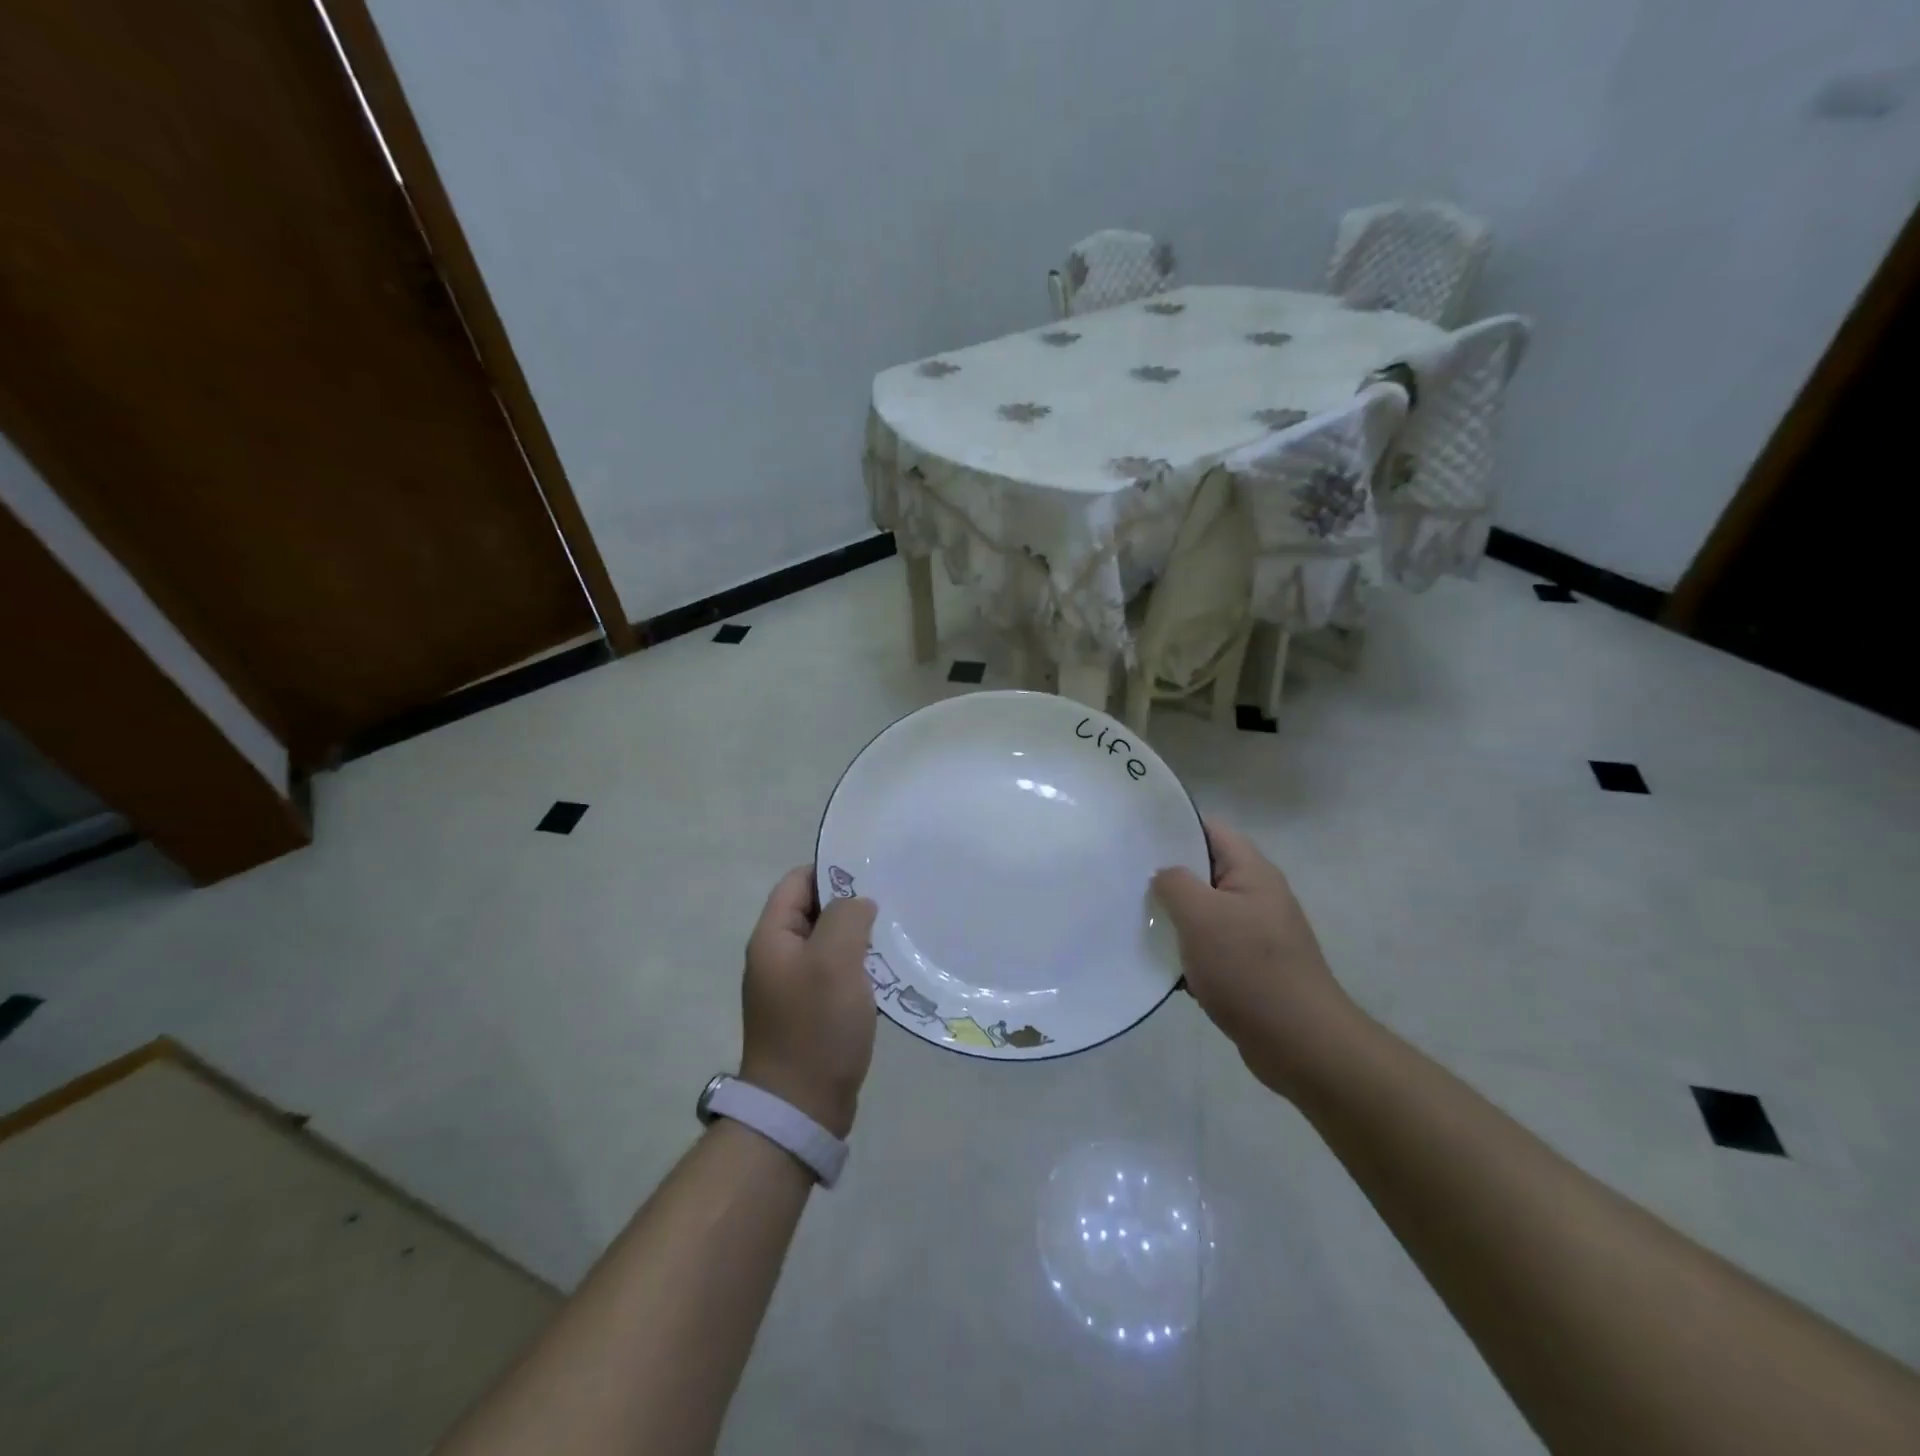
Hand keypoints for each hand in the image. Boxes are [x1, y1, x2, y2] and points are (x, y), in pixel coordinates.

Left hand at [739, 867, 878, 1138]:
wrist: (800, 1107)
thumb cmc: (815, 1027)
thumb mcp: (834, 961)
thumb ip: (846, 918)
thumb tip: (858, 903)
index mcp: (773, 937)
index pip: (798, 881)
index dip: (832, 871)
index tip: (872, 873)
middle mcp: (777, 956)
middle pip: (814, 911)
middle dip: (850, 904)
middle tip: (891, 903)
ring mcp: (793, 986)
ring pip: (828, 943)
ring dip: (858, 937)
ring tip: (894, 934)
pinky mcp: (810, 1011)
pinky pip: (835, 973)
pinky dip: (858, 966)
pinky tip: (886, 971)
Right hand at [1152, 818, 1358, 1098]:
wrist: (1300, 1043)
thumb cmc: (1249, 968)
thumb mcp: (1201, 916)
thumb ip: (1174, 883)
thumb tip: (1163, 875)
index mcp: (1252, 871)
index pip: (1210, 829)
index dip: (1174, 826)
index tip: (1135, 836)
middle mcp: (1257, 896)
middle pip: (1205, 871)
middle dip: (1167, 875)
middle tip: (1125, 879)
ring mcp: (1256, 933)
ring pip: (1204, 912)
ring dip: (1174, 918)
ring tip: (1133, 919)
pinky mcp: (1250, 968)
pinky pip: (1210, 948)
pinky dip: (1186, 952)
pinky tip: (1159, 963)